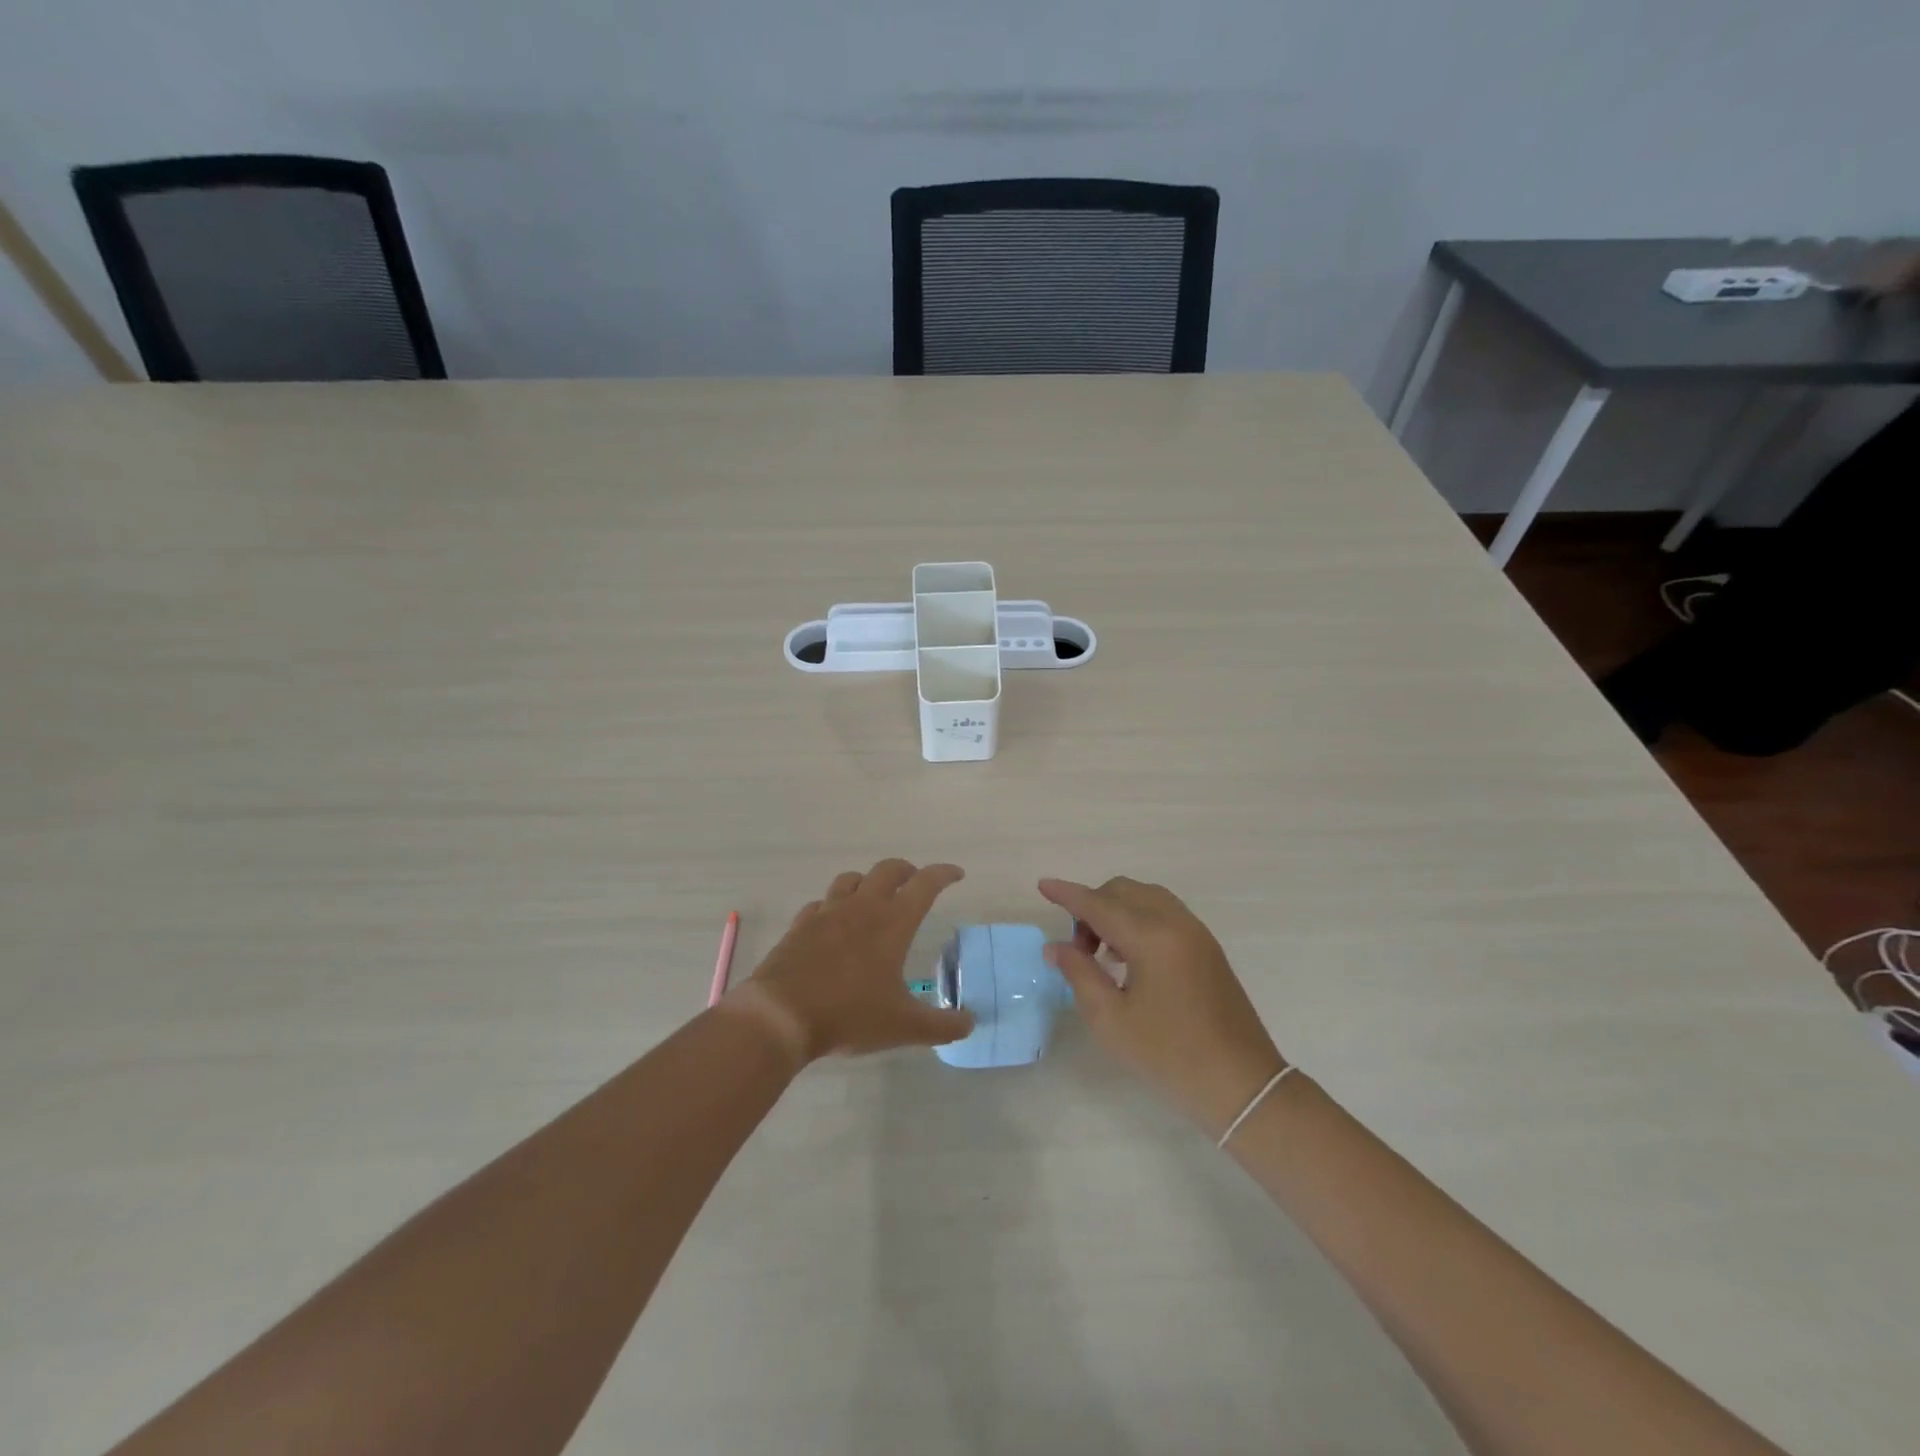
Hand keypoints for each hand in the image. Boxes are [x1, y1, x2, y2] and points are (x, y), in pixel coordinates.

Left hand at [730, 859, 974, 1064]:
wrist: (781, 1015)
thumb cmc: (850, 1015)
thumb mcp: (904, 1026)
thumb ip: (942, 1026)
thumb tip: (970, 1023)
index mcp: (893, 922)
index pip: (925, 884)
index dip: (943, 874)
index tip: (957, 874)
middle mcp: (862, 907)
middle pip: (887, 870)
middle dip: (906, 871)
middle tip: (915, 883)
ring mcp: (827, 913)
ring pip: (851, 879)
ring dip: (868, 881)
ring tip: (874, 898)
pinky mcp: (800, 926)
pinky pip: (820, 904)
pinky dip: (833, 906)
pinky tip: (833, 923)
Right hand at [1040, 876, 1286, 1136]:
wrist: (1242, 1084)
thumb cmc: (1169, 1056)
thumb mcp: (1111, 1020)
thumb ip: (1080, 974)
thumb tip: (1056, 947)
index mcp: (1150, 937)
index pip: (1098, 903)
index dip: (1067, 894)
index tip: (1043, 885)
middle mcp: (1175, 922)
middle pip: (1123, 891)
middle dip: (1092, 906)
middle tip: (1079, 949)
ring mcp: (1196, 932)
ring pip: (1146, 897)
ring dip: (1116, 911)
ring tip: (1103, 954)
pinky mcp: (1207, 947)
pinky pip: (1165, 912)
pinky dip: (1139, 918)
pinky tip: (1130, 958)